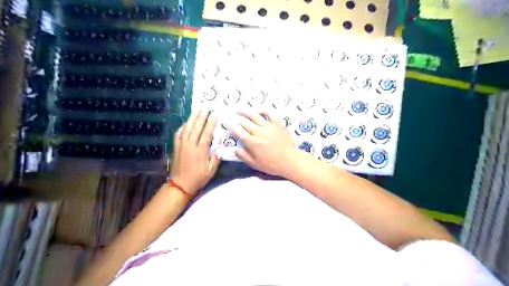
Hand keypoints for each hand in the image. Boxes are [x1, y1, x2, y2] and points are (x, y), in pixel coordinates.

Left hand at [171, 109, 220, 193]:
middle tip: (205, 108)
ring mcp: (181, 145)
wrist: (180, 185)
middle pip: (196, 128)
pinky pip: (179, 133)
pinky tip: (186, 122)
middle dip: (201, 117)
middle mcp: (189, 145)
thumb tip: (219, 146)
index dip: (210, 123)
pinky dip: (183, 126)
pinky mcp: (176, 147)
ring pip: (186, 128)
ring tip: (197, 111)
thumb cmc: (197, 178)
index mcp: (199, 151)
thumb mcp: (210, 171)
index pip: (206, 133)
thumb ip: (215, 158)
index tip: (214, 114)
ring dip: (192, 118)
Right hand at [229, 109, 298, 176]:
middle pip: (244, 122)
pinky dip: (263, 110)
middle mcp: (258, 132)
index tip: (228, 124)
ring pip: (254, 116)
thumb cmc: (272, 164)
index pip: (238, 132)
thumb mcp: (255, 164)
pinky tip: (258, 110)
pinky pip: (269, 114)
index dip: (232, 127)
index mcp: (252, 143)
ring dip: (245, 111)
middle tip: (231, 115)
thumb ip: (243, 156)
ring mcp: (268, 126)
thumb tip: (235, 149)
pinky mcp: (277, 124)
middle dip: (236, 118)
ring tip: (239, 109)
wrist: (290, 160)